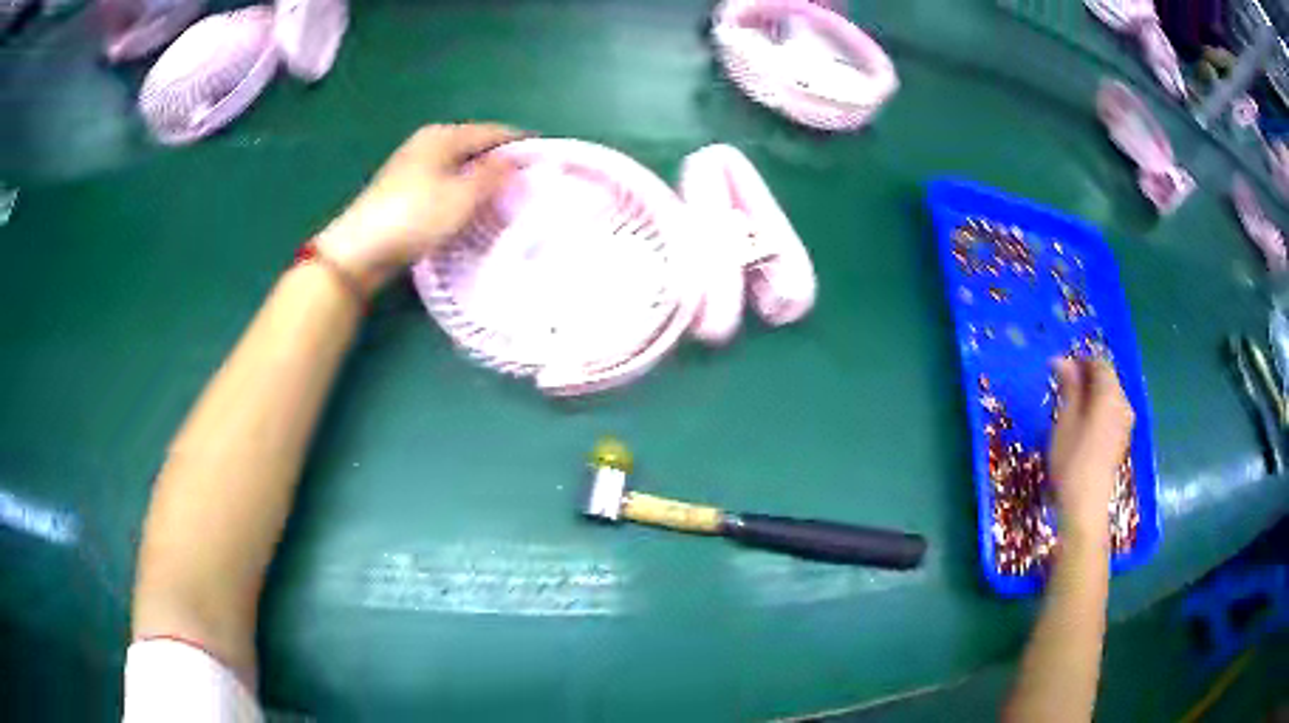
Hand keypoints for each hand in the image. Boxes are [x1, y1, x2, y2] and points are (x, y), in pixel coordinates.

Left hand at [315, 123, 520, 293]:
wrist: (360, 249)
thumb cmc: (415, 217)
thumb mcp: (463, 196)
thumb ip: (494, 175)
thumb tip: (516, 161)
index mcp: (444, 135)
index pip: (493, 131)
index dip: (521, 142)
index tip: (547, 157)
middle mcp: (428, 142)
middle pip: (475, 146)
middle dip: (502, 161)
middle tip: (529, 181)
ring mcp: (412, 165)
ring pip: (459, 165)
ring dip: (482, 178)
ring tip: (506, 197)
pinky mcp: (403, 189)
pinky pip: (445, 181)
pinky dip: (463, 190)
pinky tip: (471, 207)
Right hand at [1047, 358, 1134, 546]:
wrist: (1086, 506)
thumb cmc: (1072, 461)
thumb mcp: (1065, 421)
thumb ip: (1068, 387)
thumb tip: (1062, 360)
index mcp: (1110, 394)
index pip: (1099, 363)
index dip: (1080, 360)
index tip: (1058, 368)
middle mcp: (1123, 404)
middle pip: (1107, 379)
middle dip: (1086, 377)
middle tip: (1062, 386)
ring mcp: (1125, 424)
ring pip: (1110, 397)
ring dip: (1092, 395)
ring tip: (1070, 405)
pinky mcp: (1121, 440)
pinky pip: (1112, 413)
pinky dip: (1098, 410)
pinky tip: (1083, 424)